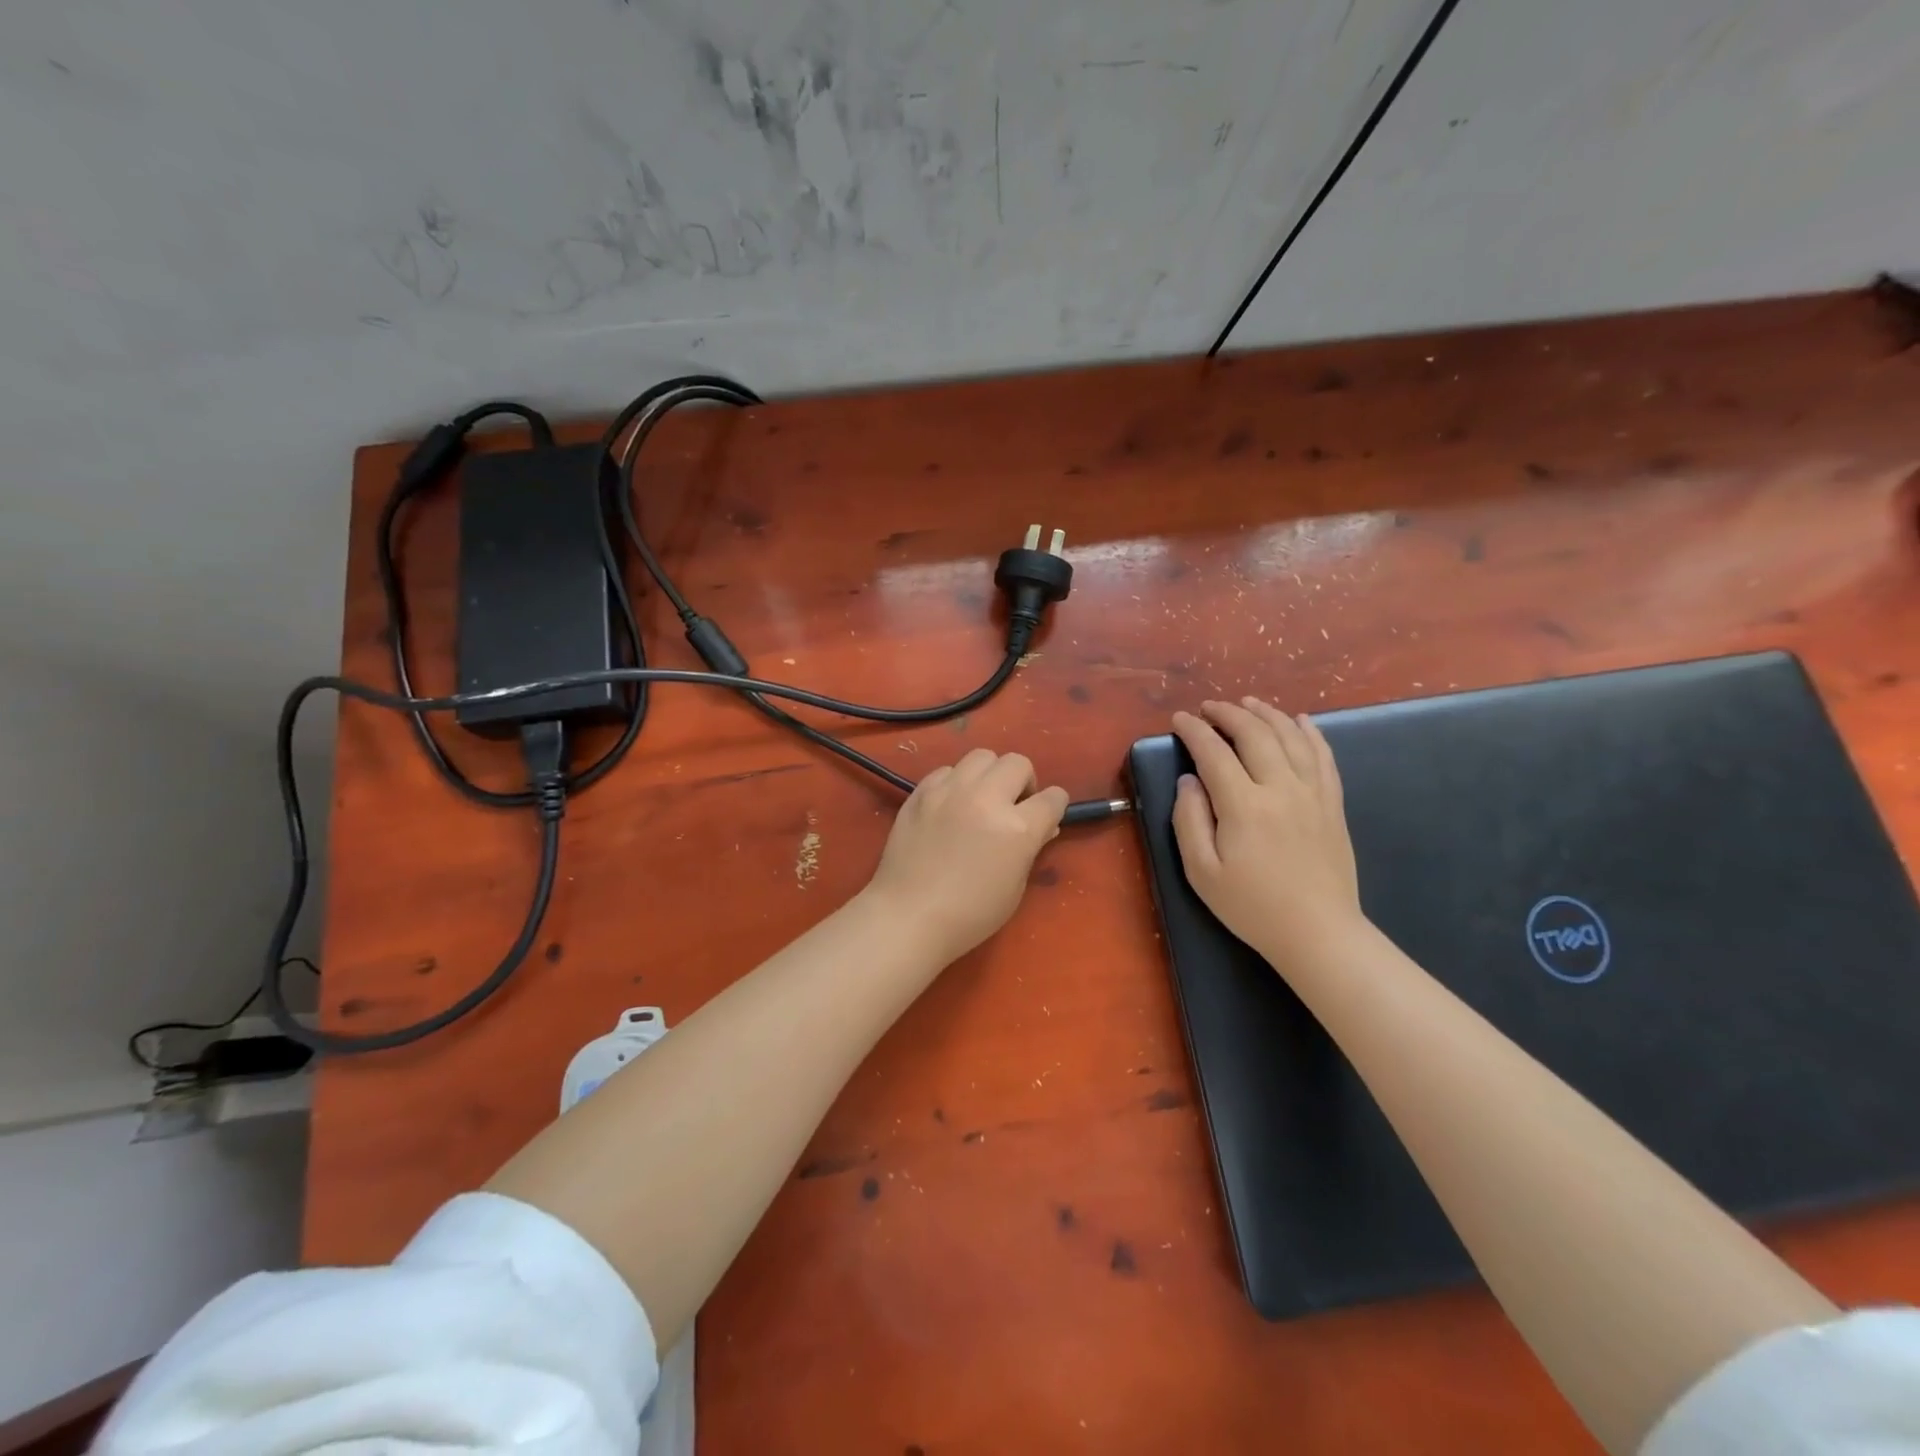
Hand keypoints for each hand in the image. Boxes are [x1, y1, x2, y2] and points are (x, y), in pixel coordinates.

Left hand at [863, 749, 1068, 963]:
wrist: (908, 916)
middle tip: (1013, 806)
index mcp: (1017, 827)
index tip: (1046, 816)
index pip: (1053, 797)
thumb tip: (1043, 826)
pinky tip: (950, 806)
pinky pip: (947, 770)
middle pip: (1017, 763)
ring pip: (982, 757)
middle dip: (1023, 782)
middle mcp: (986, 798)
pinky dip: (956, 782)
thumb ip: (1031, 848)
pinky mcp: (921, 792)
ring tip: (981, 799)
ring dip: (990, 774)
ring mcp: (950, 790)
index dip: (1054, 807)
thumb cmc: (970, 914)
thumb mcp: (1015, 887)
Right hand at [1171, 699, 1362, 969]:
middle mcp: (1280, 788)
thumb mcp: (1201, 872)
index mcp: (1243, 806)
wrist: (1318, 933)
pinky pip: (1323, 756)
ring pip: (1290, 737)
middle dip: (1228, 713)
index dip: (1194, 731)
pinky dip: (1310, 732)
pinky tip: (1299, 720)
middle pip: (1254, 734)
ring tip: (1247, 703)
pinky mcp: (1332, 804)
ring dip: (1266, 714)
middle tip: (1208, 708)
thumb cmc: (1251, 907)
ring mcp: (1312, 793)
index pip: (1214, 753)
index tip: (1179, 719)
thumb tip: (1189, 780)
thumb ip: (1189, 820)